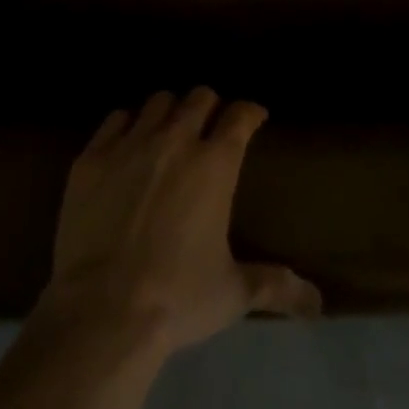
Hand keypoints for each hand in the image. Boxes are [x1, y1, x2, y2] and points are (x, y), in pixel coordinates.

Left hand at [37, 88, 321, 357]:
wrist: (103, 310)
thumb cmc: (177, 298)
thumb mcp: (232, 294)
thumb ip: (274, 286)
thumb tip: (316, 304)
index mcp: (215, 164)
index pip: (240, 116)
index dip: (250, 112)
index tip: (254, 117)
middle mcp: (176, 140)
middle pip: (199, 97)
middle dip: (210, 106)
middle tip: (211, 125)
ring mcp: (130, 144)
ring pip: (158, 101)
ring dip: (170, 111)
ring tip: (169, 130)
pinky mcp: (93, 156)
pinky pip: (115, 119)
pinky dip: (128, 124)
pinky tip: (128, 142)